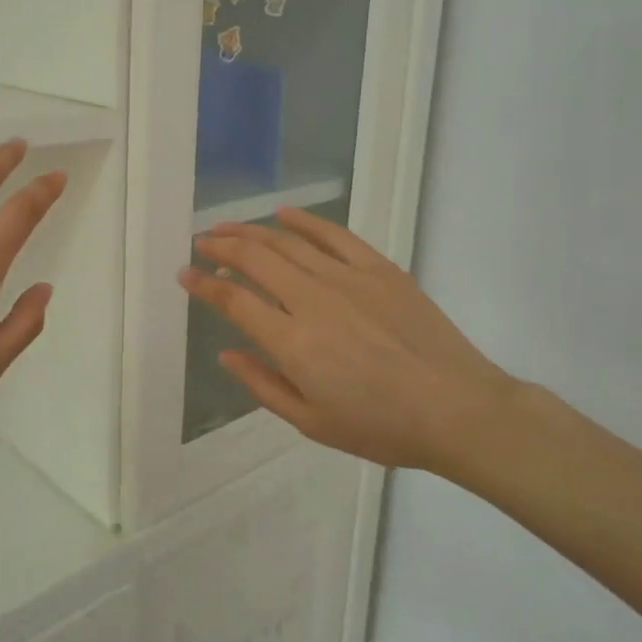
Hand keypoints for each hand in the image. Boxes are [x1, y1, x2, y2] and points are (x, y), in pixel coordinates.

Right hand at [180, 209, 517, 476]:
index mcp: (292, 342)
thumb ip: (263, 385)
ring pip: (287, 242)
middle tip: (201, 241)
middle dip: (221, 246)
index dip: (203, 284)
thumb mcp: (312, 422)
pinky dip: (305, 221)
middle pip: (255, 259)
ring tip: (229, 226)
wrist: (457, 409)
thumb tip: (226, 353)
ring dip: (251, 231)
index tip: (185, 274)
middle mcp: (312, 300)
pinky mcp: (378, 268)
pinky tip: (284, 215)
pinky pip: (334, 234)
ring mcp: (347, 278)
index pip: (234, 300)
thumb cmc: (381, 426)